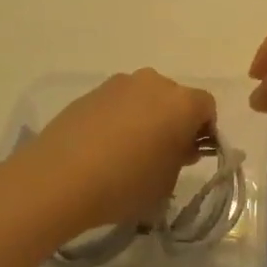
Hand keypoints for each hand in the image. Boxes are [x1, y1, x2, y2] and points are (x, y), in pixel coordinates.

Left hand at [16, 71, 216, 237]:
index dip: (205, 130)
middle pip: (174, 99)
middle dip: (174, 122)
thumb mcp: (166, 182)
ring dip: (145, 118)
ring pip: (144, 99)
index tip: (191, 155)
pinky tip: (103, 149)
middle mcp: (153, 83)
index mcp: (181, 102)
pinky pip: (117, 104)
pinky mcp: (90, 93)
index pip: (207, 107)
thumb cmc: (125, 183)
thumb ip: (181, 159)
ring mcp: (119, 84)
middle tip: (162, 156)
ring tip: (127, 153)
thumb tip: (179, 146)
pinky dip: (118, 119)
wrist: (59, 178)